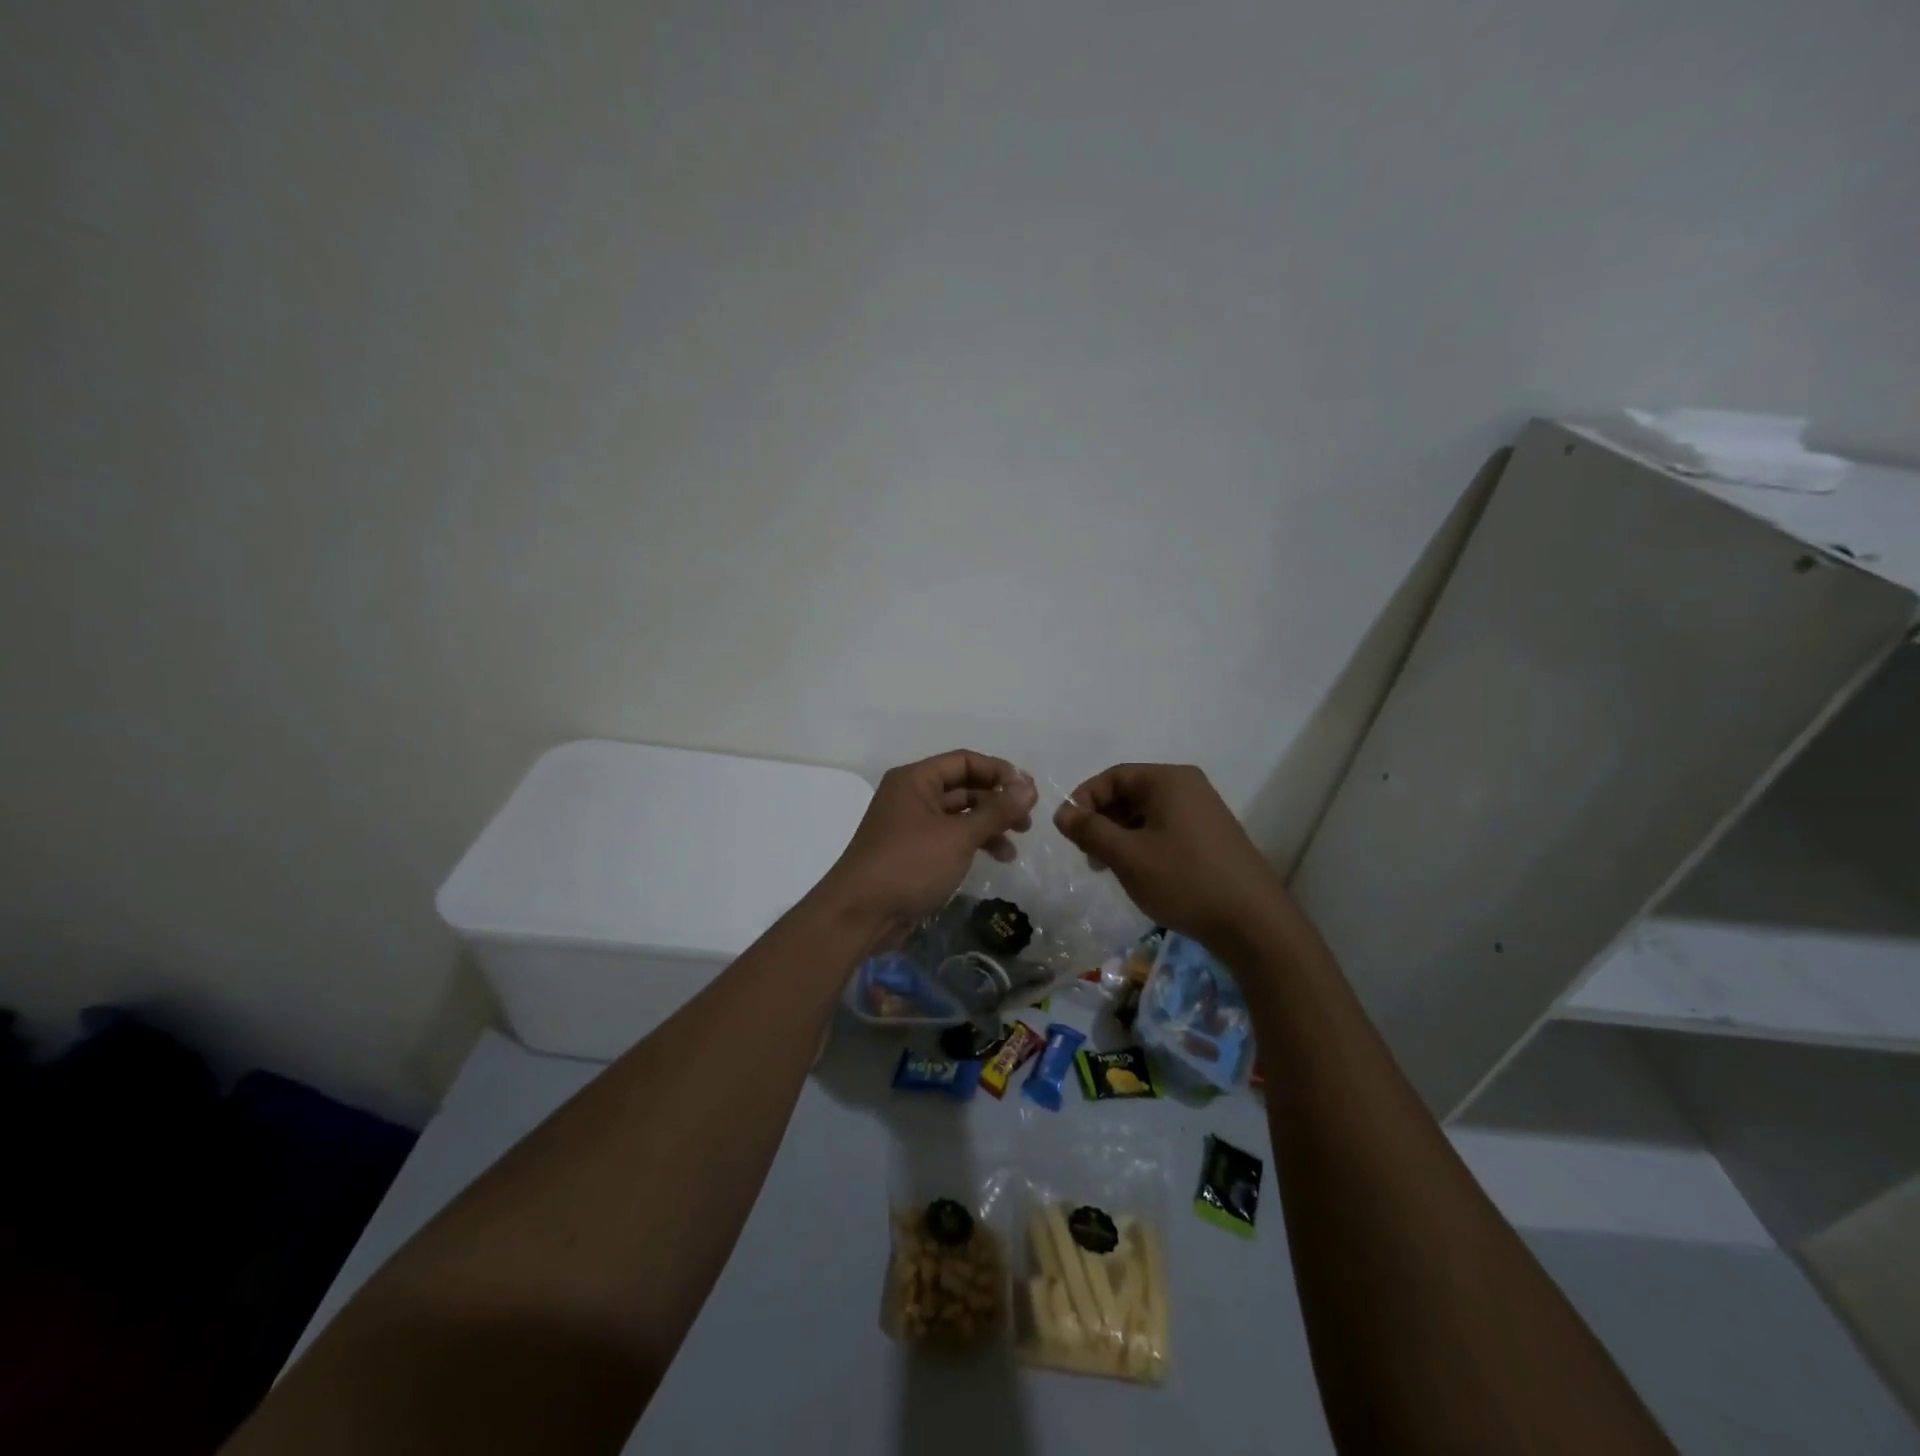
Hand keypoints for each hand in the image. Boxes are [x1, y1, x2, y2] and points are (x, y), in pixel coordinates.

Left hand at [820, 751, 1037, 935]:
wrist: (860, 914)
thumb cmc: (909, 865)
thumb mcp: (958, 836)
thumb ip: (996, 811)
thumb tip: (1029, 787)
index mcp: (915, 779)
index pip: (964, 761)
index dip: (999, 771)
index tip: (1029, 791)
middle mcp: (912, 796)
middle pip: (963, 787)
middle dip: (997, 800)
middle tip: (1027, 819)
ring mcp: (911, 825)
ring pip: (959, 815)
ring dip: (989, 824)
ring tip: (1017, 842)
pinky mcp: (914, 853)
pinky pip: (950, 838)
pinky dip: (974, 843)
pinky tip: (997, 858)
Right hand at [1054, 763, 1287, 948]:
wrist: (1253, 924)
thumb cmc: (1184, 880)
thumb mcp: (1127, 855)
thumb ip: (1090, 830)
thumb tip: (1062, 813)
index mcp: (1169, 780)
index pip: (1113, 776)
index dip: (1084, 799)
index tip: (1067, 831)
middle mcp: (1188, 787)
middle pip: (1130, 792)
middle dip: (1101, 820)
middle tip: (1086, 853)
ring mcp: (1203, 813)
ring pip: (1146, 814)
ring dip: (1119, 835)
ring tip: (1106, 868)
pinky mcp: (1211, 838)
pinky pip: (1165, 830)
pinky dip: (1143, 845)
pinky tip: (1137, 873)